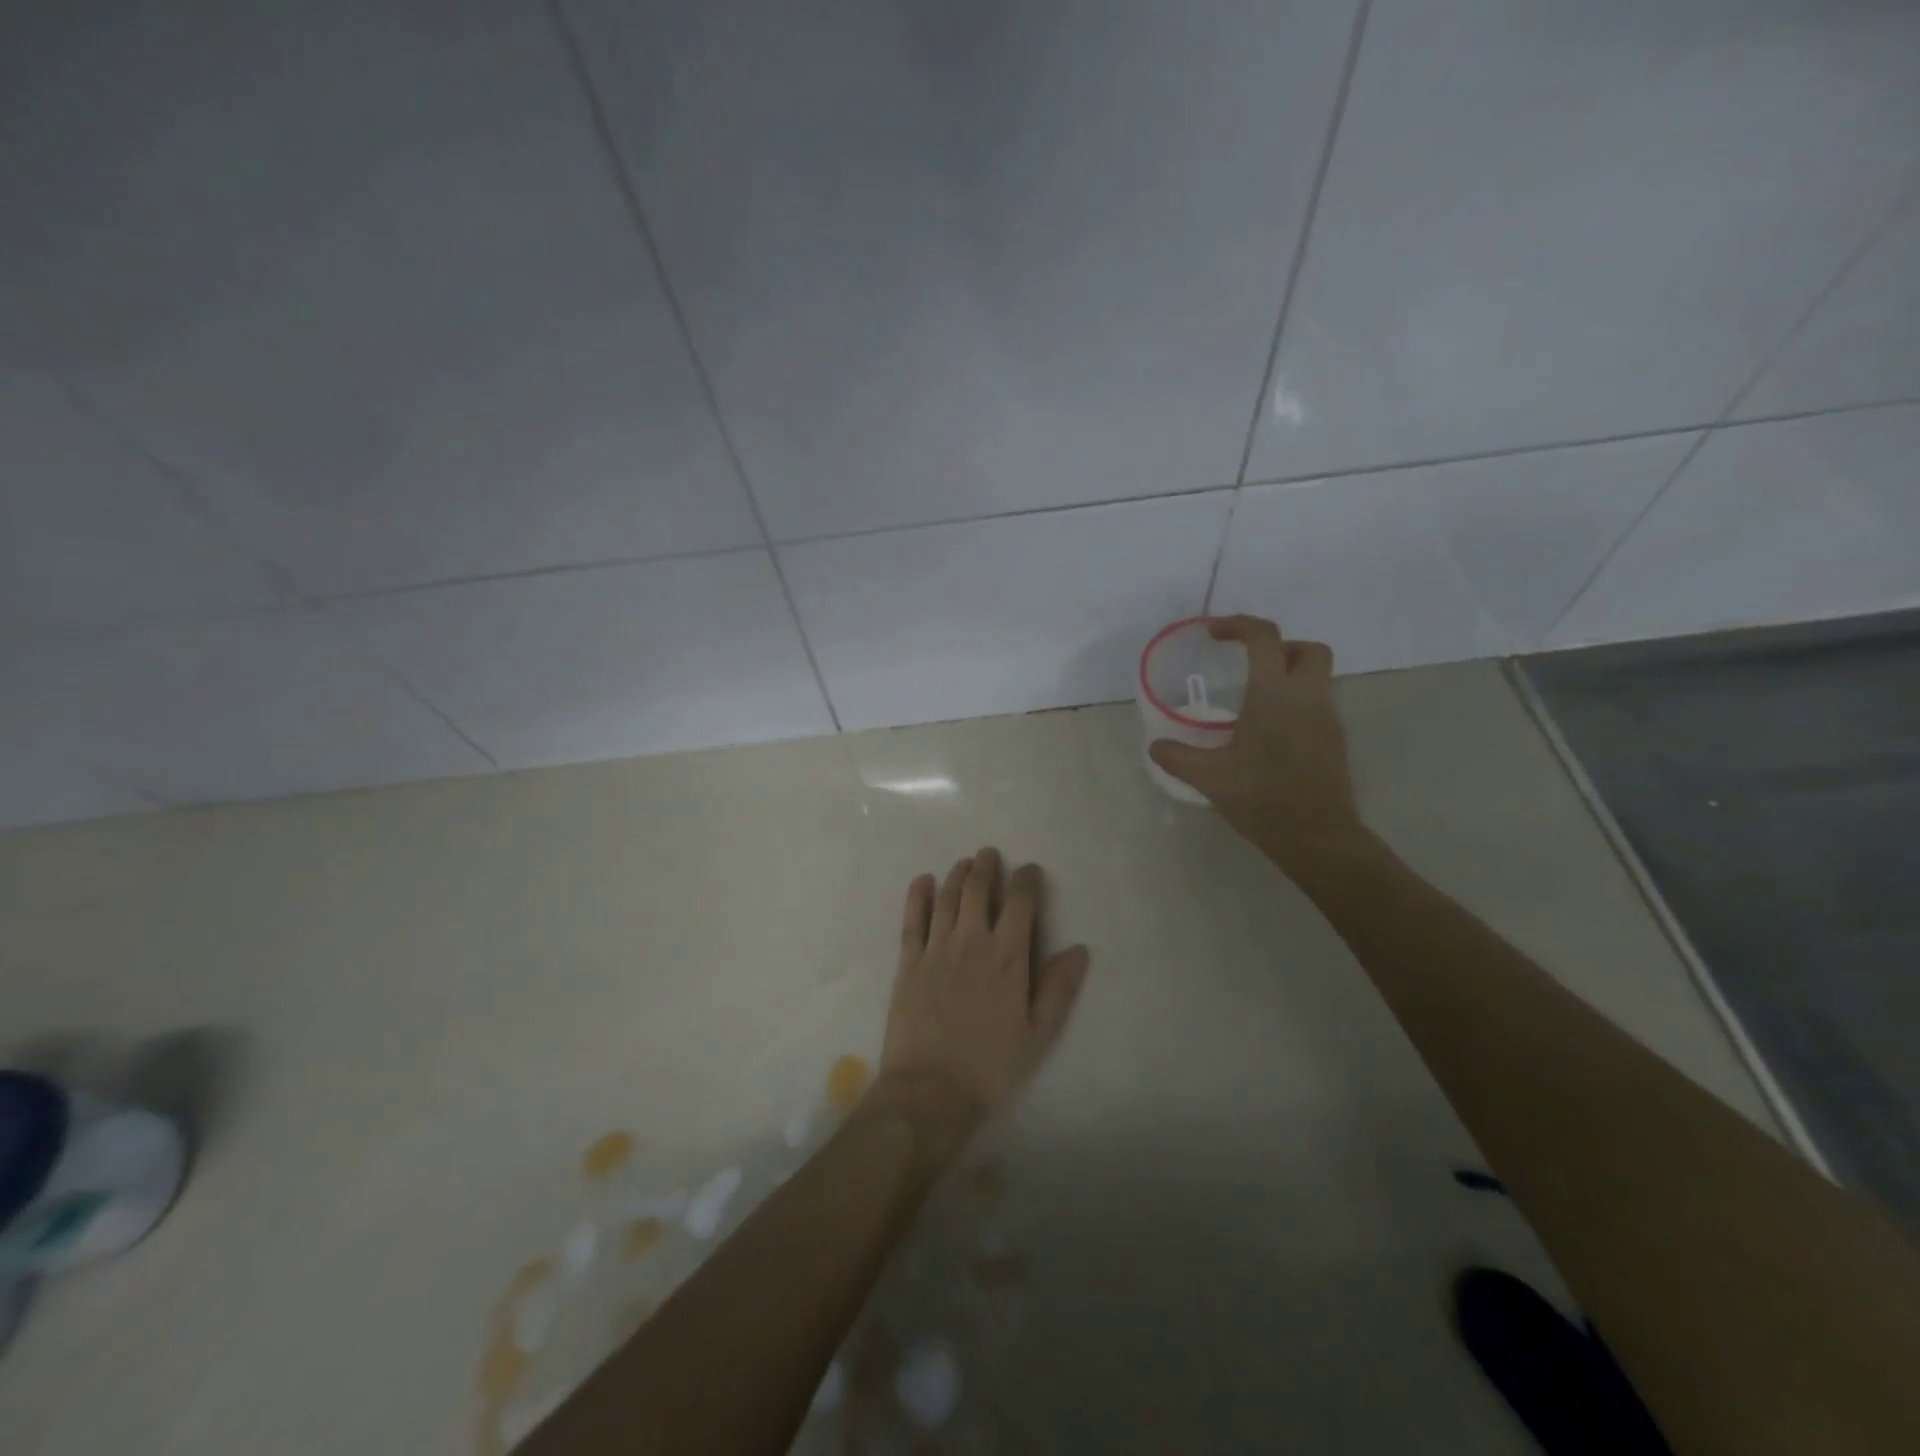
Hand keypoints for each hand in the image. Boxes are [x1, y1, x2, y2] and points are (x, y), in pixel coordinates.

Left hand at [875, 848, 1089, 1142]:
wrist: (931, 1089)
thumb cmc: (991, 1065)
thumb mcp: (1038, 1033)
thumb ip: (1058, 988)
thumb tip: (1079, 949)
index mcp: (1007, 957)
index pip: (1019, 903)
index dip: (1026, 880)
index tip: (1030, 870)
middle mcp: (971, 942)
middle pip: (977, 890)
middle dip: (986, 867)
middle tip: (990, 854)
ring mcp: (936, 949)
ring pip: (946, 897)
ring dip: (957, 875)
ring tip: (965, 862)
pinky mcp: (909, 961)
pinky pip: (912, 919)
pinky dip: (917, 896)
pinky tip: (922, 881)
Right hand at [1147, 615, 1365, 869]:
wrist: (1317, 837)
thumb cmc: (1262, 798)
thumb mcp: (1209, 777)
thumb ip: (1177, 757)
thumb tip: (1155, 746)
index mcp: (1275, 696)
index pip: (1265, 638)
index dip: (1238, 625)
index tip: (1214, 633)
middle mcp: (1307, 698)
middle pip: (1307, 650)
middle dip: (1279, 647)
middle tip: (1249, 666)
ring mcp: (1327, 720)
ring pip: (1316, 678)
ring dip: (1287, 678)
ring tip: (1252, 705)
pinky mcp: (1334, 742)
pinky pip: (1316, 706)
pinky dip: (1294, 706)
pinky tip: (1269, 736)